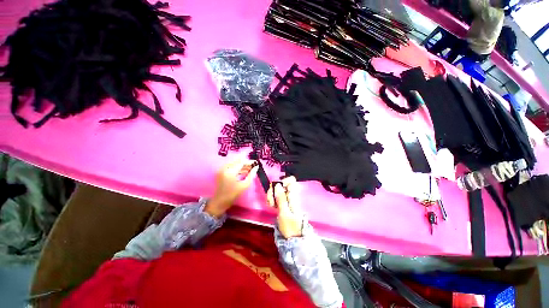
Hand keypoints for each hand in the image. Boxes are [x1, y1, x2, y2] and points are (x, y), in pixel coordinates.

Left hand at [205, 158, 258, 217]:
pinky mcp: (221, 171)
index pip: (241, 162)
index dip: (249, 161)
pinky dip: (237, 167)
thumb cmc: (233, 194)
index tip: (256, 163)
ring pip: (234, 162)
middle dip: (246, 162)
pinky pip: (231, 165)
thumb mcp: (245, 185)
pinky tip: (244, 170)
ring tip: (250, 168)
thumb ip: (251, 175)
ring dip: (242, 164)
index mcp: (230, 171)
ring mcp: (222, 169)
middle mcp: (225, 168)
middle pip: (237, 161)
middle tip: (253, 165)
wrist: (220, 201)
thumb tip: (256, 167)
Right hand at [267, 176, 303, 238]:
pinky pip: (276, 196)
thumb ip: (281, 198)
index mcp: (293, 196)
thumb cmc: (290, 226)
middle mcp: (291, 195)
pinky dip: (272, 199)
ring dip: (271, 195)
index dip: (282, 181)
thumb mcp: (284, 213)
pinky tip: (271, 205)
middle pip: (281, 184)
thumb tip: (278, 185)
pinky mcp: (283, 202)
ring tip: (271, 204)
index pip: (291, 180)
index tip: (276, 190)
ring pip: (277, 190)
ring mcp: (287, 198)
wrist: (294, 237)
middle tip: (271, 201)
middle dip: (273, 190)